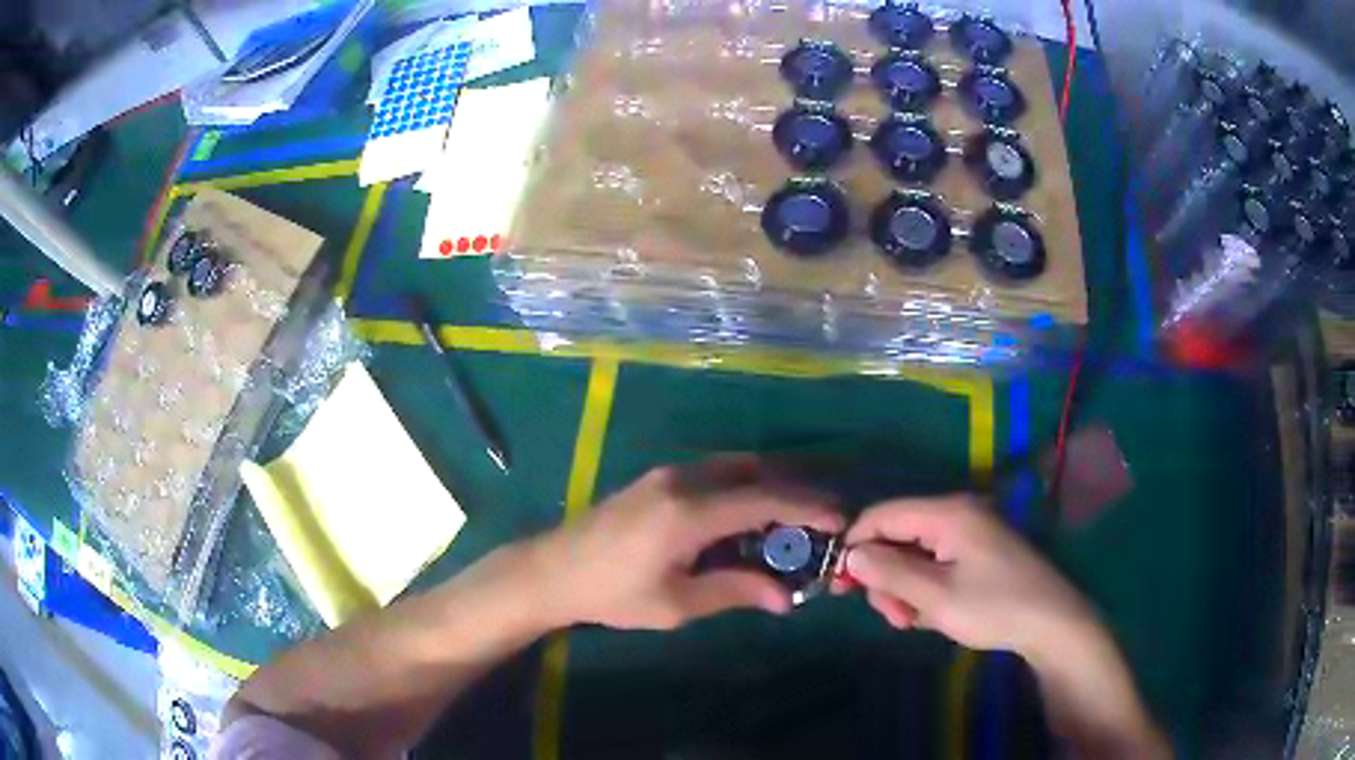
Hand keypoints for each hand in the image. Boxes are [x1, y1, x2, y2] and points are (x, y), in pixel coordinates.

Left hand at [535, 456, 843, 630]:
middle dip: (795, 491)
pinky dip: (744, 488)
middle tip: (823, 519)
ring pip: (736, 467)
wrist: (552, 570)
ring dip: (770, 487)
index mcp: (690, 511)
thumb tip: (787, 598)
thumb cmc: (612, 593)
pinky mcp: (659, 479)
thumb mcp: (676, 603)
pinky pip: (716, 473)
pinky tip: (750, 517)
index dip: (808, 508)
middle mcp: (684, 479)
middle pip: (756, 472)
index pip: (765, 500)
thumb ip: (735, 591)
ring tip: (794, 521)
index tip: (841, 520)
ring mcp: (669, 474)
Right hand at [836, 494, 1093, 658]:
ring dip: (904, 588)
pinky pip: (936, 563)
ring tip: (912, 622)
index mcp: (948, 514)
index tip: (840, 586)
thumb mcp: (936, 597)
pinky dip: (925, 588)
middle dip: (885, 577)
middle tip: (892, 617)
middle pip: (898, 536)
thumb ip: (890, 573)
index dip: (856, 546)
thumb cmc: (993, 607)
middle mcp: (957, 514)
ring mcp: (970, 533)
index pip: (882, 515)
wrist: (1051, 622)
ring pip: (915, 554)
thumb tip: (850, 555)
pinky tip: (931, 615)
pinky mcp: (979, 552)